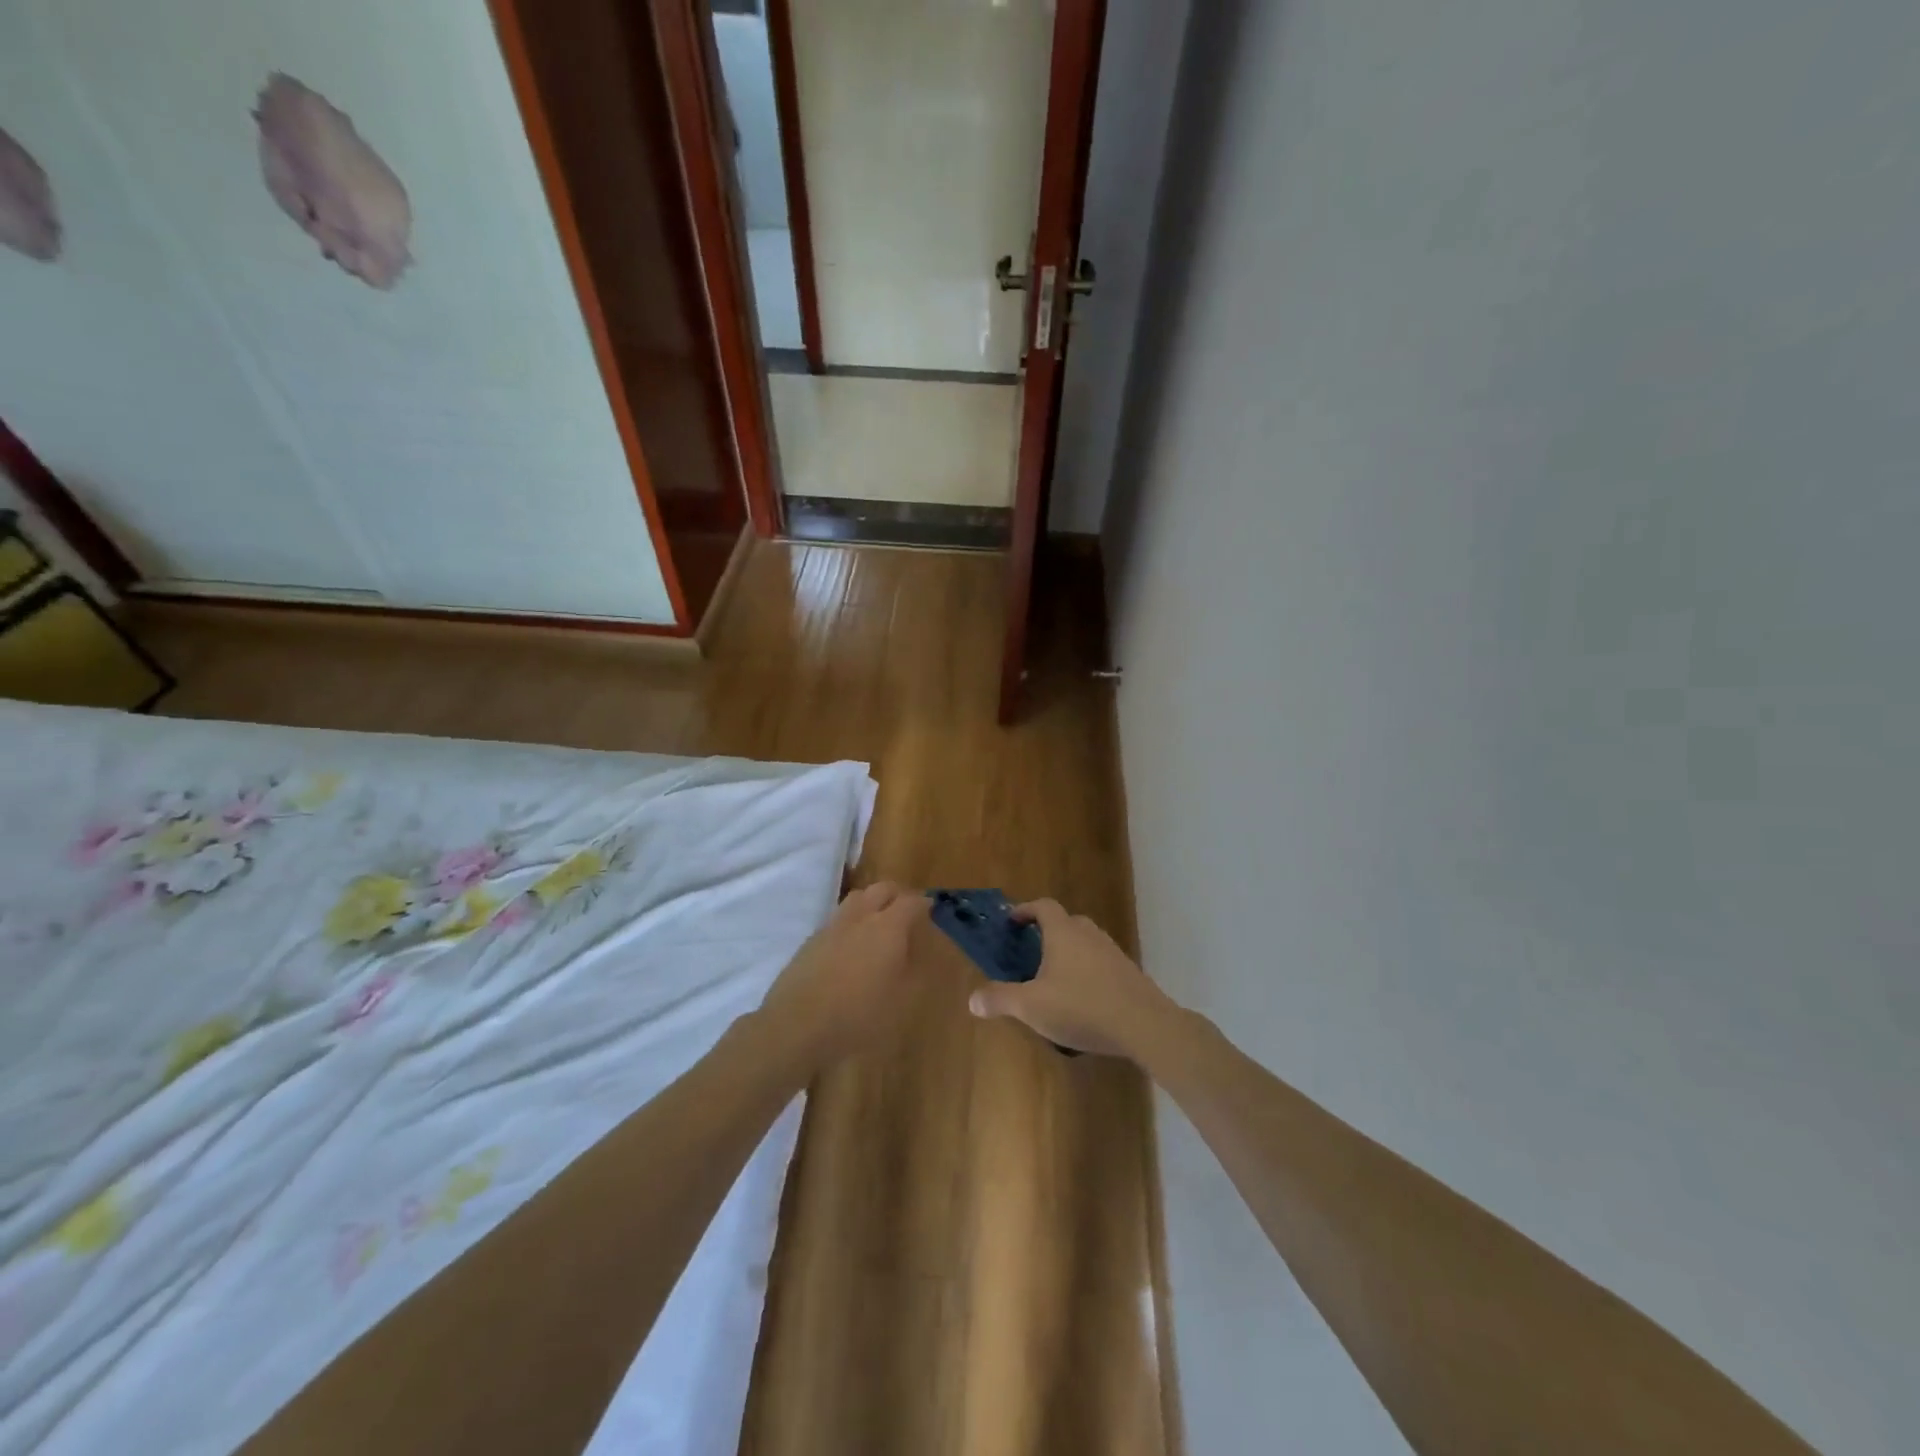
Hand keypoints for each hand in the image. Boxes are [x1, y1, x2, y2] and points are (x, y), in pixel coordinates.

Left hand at [758, 882, 927, 1070]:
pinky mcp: (811, 941)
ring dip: (871, 904)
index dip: (924, 904)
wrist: (797, 1026)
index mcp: (888, 927)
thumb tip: (921, 952)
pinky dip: (851, 923)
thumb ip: (915, 971)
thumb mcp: (902, 1002)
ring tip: (879, 924)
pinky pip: (837, 920)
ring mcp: (832, 926)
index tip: (931, 910)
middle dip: (897, 895)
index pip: (911, 901)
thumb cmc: (859, 1015)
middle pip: (881, 889)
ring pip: (856, 899)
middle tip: (907, 912)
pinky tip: (851, 947)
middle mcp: (860, 917)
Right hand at [967, 899, 1180, 1058]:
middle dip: (1048, 932)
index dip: (1026, 910)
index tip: (1013, 921)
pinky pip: (1101, 963)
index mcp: (1063, 932)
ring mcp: (1112, 952)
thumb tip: (972, 999)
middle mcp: (1089, 934)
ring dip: (1070, 952)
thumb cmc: (1081, 1007)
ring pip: (1086, 942)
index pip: (1043, 906)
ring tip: (1055, 978)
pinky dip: (1088, 971)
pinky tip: (1082, 999)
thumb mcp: (1031, 1006)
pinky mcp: (1129, 973)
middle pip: (1067, 922)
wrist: (1143, 1024)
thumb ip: (1000, 999)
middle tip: (1032, 951)